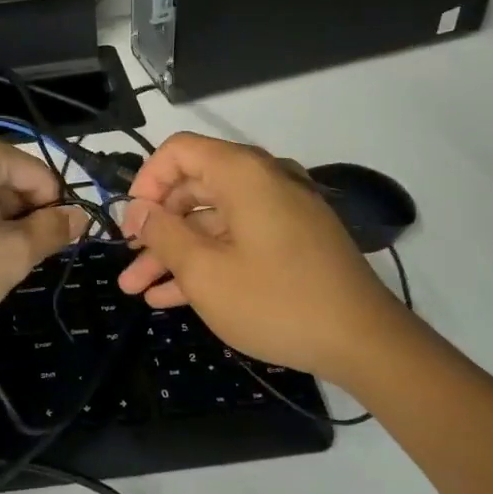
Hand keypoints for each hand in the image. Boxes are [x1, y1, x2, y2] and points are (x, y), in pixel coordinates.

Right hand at [118, 132, 401, 375]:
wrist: (365, 342)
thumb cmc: (276, 301)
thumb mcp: (206, 272)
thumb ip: (164, 235)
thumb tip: (139, 210)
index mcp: (242, 174)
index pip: (179, 151)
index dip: (146, 182)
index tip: (130, 222)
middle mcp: (262, 182)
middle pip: (193, 188)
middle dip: (155, 227)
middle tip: (127, 260)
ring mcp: (280, 213)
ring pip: (212, 222)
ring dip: (174, 252)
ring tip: (136, 288)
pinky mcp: (291, 242)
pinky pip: (237, 240)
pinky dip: (206, 262)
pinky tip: (171, 298)